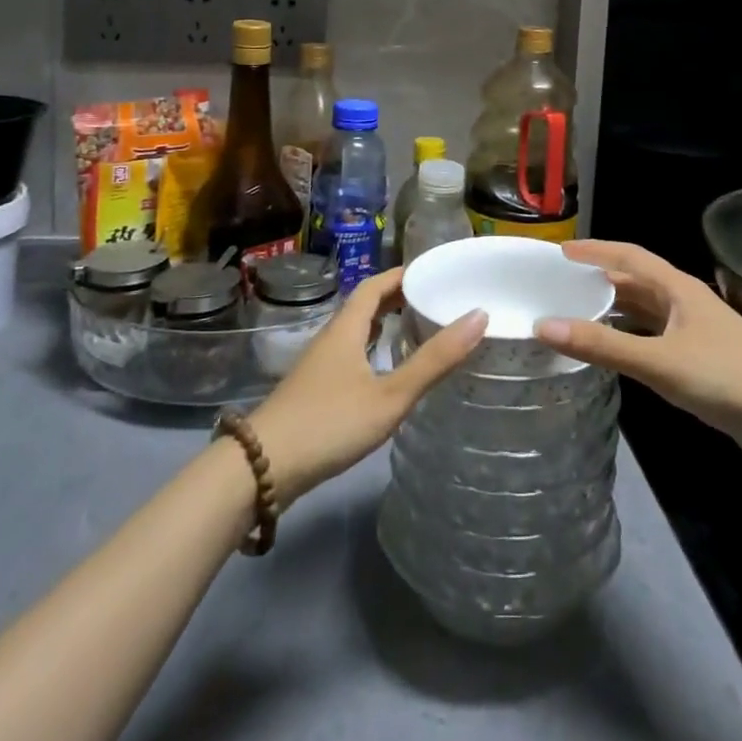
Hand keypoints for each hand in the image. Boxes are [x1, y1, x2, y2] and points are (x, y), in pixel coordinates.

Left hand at [246, 266, 486, 505]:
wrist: (262, 468)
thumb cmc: (330, 423)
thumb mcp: (390, 395)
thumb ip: (434, 360)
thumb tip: (479, 316)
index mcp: (347, 327)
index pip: (375, 285)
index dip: (402, 275)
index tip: (433, 272)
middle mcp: (331, 338)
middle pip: (364, 305)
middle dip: (397, 298)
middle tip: (433, 301)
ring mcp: (318, 365)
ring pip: (355, 332)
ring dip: (383, 325)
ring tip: (416, 330)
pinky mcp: (313, 390)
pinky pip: (349, 355)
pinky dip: (372, 350)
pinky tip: (384, 373)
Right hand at [535, 240, 741, 477]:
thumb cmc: (728, 378)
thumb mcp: (660, 361)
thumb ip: (603, 346)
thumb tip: (544, 326)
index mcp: (678, 289)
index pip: (629, 256)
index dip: (596, 250)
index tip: (561, 252)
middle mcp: (685, 303)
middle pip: (635, 282)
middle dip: (599, 280)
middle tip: (559, 286)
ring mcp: (695, 333)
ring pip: (645, 312)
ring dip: (613, 310)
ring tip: (575, 315)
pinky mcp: (701, 362)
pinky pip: (654, 339)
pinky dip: (629, 338)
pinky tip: (614, 353)